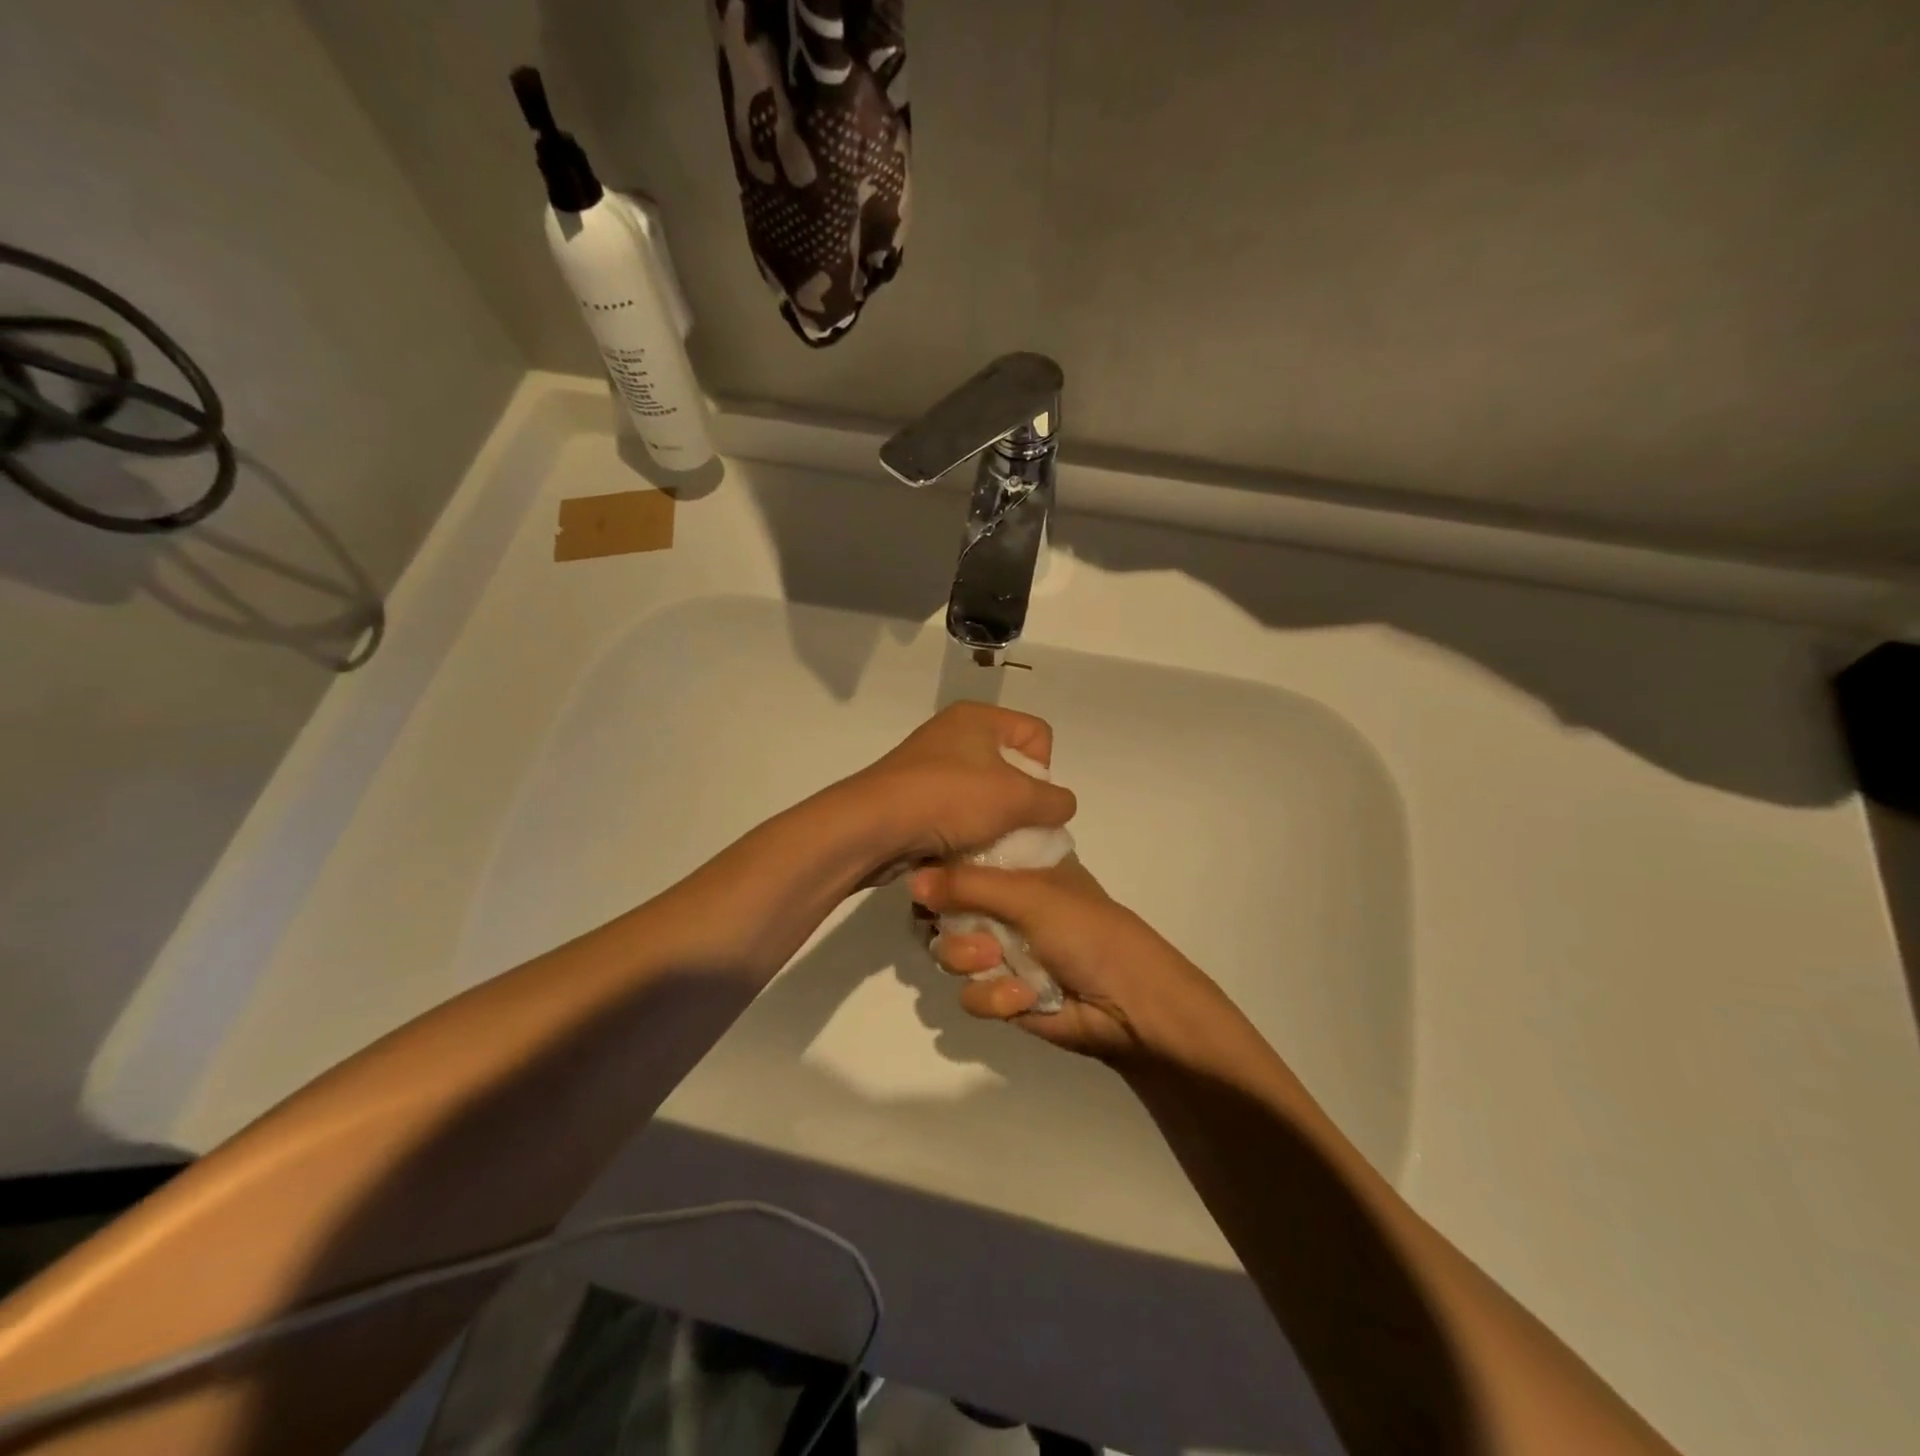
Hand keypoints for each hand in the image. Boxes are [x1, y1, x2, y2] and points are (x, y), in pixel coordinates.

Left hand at [833, 703, 1077, 871]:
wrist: (872, 828)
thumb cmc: (948, 800)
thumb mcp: (1016, 799)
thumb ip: (1055, 801)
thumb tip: (1061, 806)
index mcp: (978, 717)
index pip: (1037, 734)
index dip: (1043, 770)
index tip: (1027, 800)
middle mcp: (954, 733)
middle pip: (1012, 766)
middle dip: (1020, 802)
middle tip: (1011, 828)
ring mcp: (931, 766)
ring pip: (986, 794)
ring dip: (994, 822)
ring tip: (987, 845)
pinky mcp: (915, 796)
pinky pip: (958, 812)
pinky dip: (966, 831)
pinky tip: (963, 850)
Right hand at [909, 857, 1234, 1062]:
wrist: (1128, 1006)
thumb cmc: (1087, 931)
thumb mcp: (1029, 895)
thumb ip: (968, 886)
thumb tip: (910, 880)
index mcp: (1017, 869)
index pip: (962, 858)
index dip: (939, 869)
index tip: (919, 876)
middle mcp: (1005, 905)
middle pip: (944, 909)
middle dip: (951, 924)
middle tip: (972, 930)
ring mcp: (1002, 950)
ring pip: (950, 953)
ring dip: (969, 960)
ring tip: (996, 963)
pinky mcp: (1003, 995)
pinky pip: (970, 995)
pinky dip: (993, 997)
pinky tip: (1023, 998)